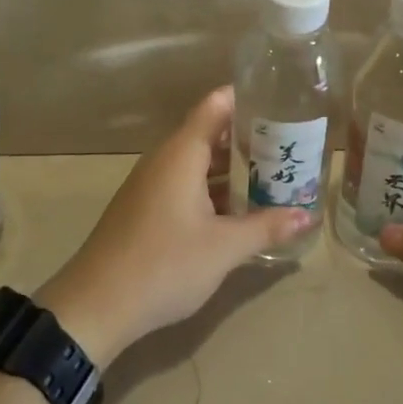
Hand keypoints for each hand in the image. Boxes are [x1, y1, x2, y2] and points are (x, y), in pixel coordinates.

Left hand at [38, 87, 313, 366]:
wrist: (95, 306)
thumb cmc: (164, 264)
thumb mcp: (223, 248)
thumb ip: (266, 227)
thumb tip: (307, 215)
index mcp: (182, 153)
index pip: (216, 105)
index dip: (246, 97)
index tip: (280, 99)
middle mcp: (166, 159)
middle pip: (210, 132)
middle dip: (249, 137)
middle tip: (290, 143)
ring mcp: (152, 184)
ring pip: (199, 162)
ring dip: (232, 166)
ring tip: (274, 173)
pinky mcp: (146, 208)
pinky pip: (186, 183)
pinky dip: (214, 187)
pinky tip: (239, 207)